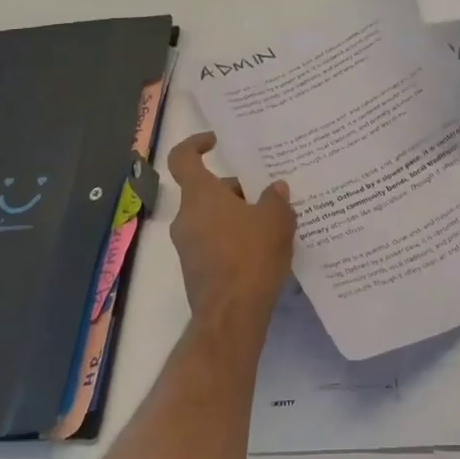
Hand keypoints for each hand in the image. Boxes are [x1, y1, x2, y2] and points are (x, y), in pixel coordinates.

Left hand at [166, 132, 295, 340]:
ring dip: (236, 216)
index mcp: (200, 196)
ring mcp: (187, 246)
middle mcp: (186, 217)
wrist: (231, 316)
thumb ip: (275, 199)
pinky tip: (262, 251)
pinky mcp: (195, 271)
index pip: (183, 158)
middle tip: (267, 196)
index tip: (216, 141)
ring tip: (271, 224)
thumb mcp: (276, 220)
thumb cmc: (251, 256)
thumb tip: (275, 189)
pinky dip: (233, 240)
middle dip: (235, 190)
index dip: (195, 144)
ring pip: (211, 218)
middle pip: (207, 191)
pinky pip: (213, 243)